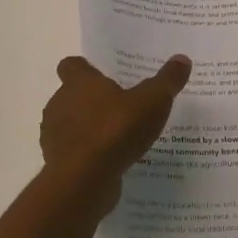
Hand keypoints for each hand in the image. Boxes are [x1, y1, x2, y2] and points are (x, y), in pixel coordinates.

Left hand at [40, 54, 191, 208]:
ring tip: (118, 138)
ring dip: (88, 129)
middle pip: (71, 96)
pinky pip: (74, 153)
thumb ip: (167, 81)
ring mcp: (55, 135)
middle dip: (91, 101)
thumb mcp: (152, 101)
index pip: (71, 65)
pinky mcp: (58, 163)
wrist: (84, 179)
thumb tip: (182, 58)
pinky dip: (88, 155)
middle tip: (120, 108)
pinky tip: (110, 162)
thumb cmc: (115, 130)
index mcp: (79, 83)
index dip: (85, 69)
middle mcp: (60, 104)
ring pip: (70, 125)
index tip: (103, 77)